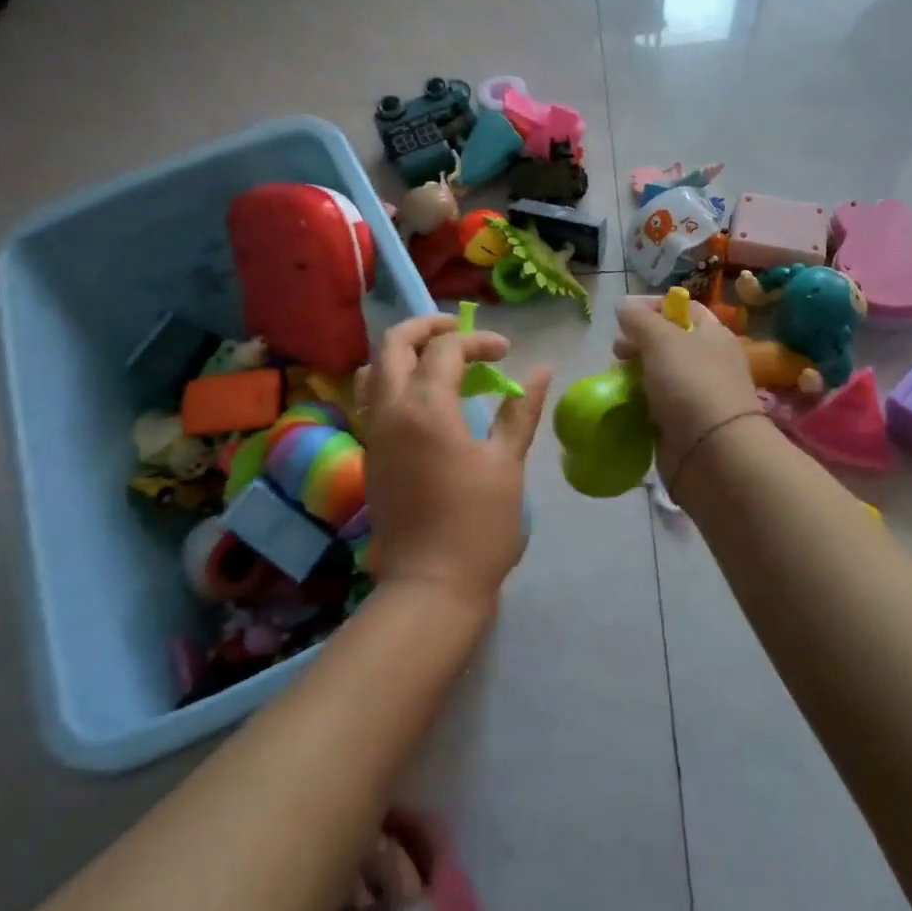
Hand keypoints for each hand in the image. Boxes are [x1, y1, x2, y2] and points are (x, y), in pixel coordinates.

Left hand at [358, 315, 551, 611]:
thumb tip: (541, 370)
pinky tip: (423, 398)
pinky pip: (371, 400)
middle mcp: (390, 410)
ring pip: (373, 370)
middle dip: (426, 327)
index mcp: (425, 406)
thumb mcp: (506, 463)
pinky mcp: (370, 454)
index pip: (446, 349)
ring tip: (436, 359)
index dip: (478, 342)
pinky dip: (393, 381)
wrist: (431, 584)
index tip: (506, 354)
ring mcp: (374, 432)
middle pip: (393, 344)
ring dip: (402, 353)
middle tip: (459, 331)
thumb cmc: (478, 524)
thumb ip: (519, 410)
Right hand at [613, 297, 759, 467]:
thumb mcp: (662, 340)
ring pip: (659, 375)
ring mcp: (697, 395)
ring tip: (617, 381)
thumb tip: (624, 307)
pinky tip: (625, 406)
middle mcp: (709, 361)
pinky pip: (656, 406)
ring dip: (635, 375)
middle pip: (667, 342)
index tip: (624, 318)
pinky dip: (640, 404)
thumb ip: (640, 320)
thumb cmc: (691, 385)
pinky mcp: (684, 424)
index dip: (653, 307)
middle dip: (637, 344)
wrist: (714, 454)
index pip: (683, 308)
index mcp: (713, 335)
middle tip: (617, 354)